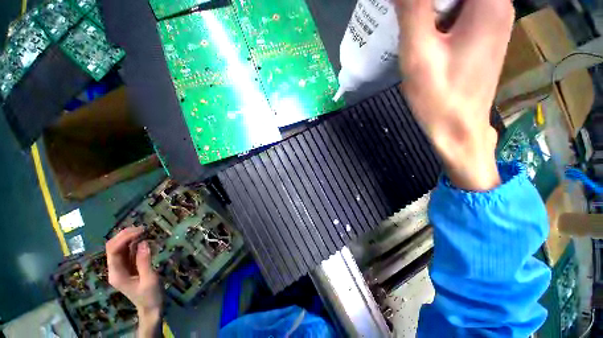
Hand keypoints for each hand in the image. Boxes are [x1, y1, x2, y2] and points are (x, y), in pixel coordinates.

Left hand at [106, 227, 162, 335]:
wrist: (151, 307)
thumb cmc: (150, 295)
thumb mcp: (149, 279)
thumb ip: (144, 261)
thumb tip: (143, 242)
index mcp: (116, 273)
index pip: (113, 250)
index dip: (125, 238)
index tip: (141, 230)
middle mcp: (115, 268)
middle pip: (113, 246)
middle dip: (125, 235)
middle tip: (143, 228)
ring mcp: (121, 267)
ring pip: (120, 247)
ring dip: (130, 237)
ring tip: (144, 230)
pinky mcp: (129, 266)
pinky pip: (128, 251)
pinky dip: (135, 242)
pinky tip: (143, 238)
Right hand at [395, 0, 513, 190]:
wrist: (458, 129)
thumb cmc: (439, 96)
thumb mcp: (419, 53)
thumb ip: (413, 10)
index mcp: (489, 2)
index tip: (409, 8)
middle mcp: (498, 3)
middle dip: (427, 1)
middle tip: (405, 15)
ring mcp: (494, 19)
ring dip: (432, 7)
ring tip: (411, 25)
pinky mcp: (484, 34)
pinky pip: (460, 10)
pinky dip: (439, 14)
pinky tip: (424, 33)